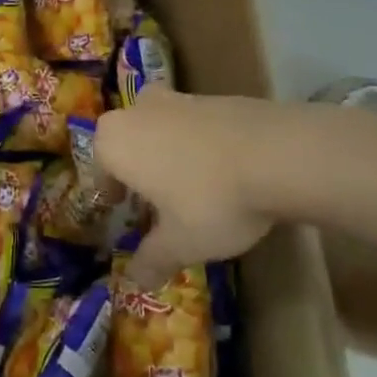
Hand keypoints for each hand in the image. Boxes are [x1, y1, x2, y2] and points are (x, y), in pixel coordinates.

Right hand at [93, 85, 275, 287]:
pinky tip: (222, 172)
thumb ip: (152, 259)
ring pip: (159, 129)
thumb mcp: (180, 243)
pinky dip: (197, 145)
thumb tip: (134, 280)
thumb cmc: (210, 199)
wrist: (276, 152)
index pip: (99, 170)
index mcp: (115, 141)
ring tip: (189, 188)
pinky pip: (191, 124)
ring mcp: (176, 97)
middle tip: (153, 202)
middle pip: (127, 142)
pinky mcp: (212, 96)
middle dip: (136, 169)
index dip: (110, 194)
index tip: (121, 212)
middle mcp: (137, 110)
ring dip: (167, 154)